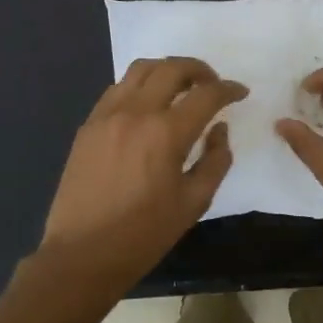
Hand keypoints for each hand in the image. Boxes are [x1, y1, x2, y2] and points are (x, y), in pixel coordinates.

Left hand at [27, 57, 246, 308]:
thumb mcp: (194, 202)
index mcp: (166, 133)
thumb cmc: (144, 234)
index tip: (240, 93)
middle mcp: (136, 112)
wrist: (82, 254)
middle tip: (213, 84)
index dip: (229, 89)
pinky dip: (140, 85)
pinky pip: (118, 88)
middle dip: (199, 69)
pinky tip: (149, 104)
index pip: (206, 94)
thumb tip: (219, 130)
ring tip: (181, 86)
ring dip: (167, 69)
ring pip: (141, 69)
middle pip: (172, 68)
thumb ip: (216, 160)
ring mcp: (107, 115)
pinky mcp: (89, 124)